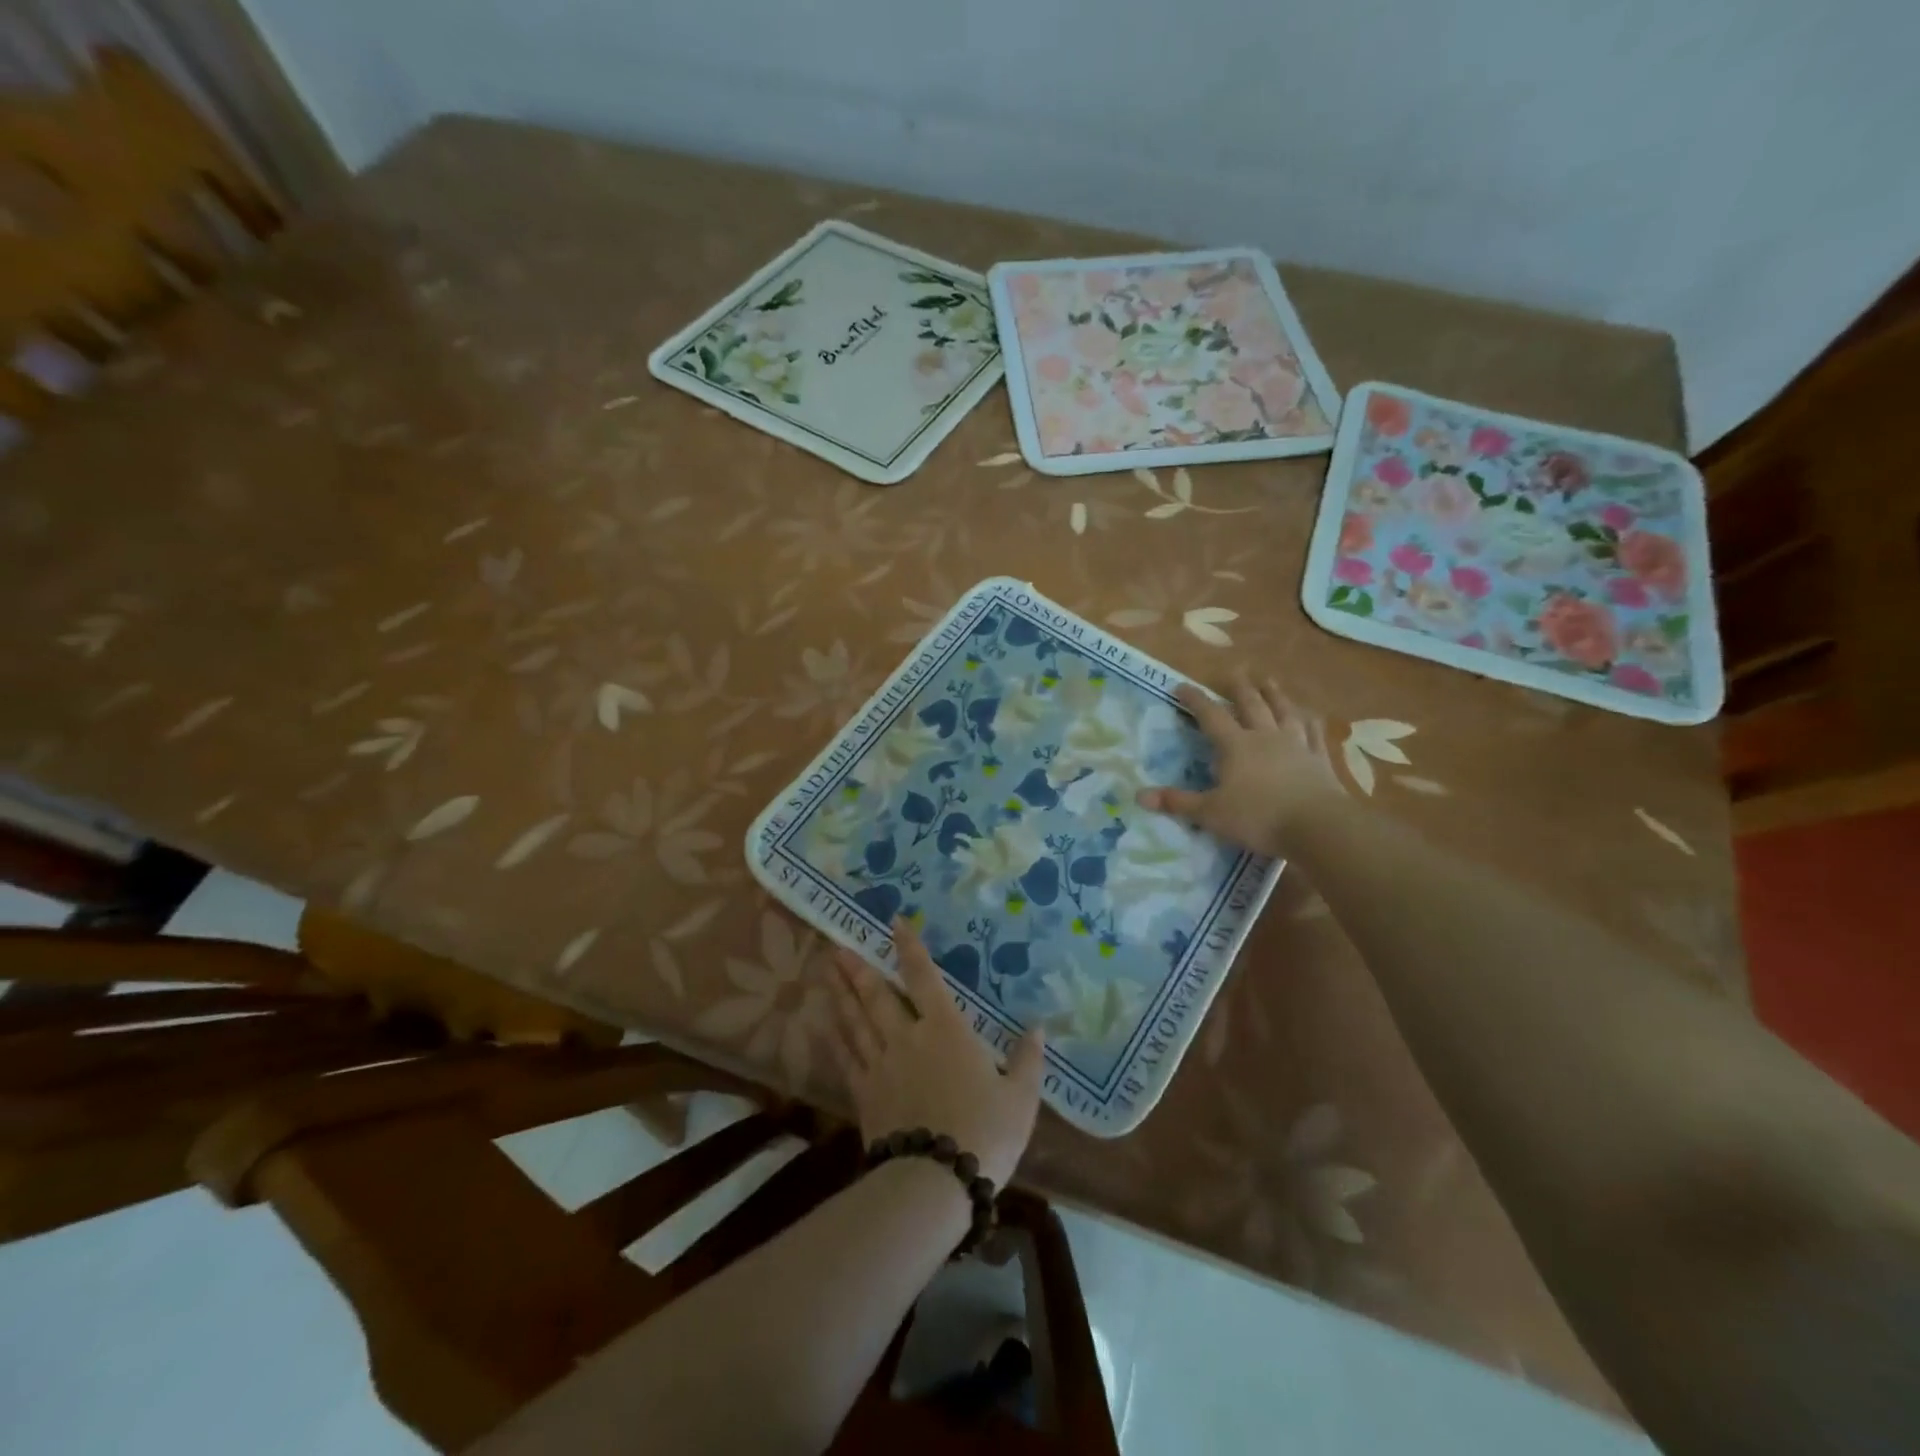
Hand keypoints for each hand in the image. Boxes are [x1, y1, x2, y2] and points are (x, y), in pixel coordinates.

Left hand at [826, 920, 1044, 1187]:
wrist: (935, 1182)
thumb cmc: (985, 1132)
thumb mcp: (1021, 1097)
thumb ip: (1028, 1059)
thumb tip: (1038, 1027)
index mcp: (945, 1029)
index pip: (923, 976)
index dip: (909, 947)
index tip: (895, 922)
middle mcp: (907, 1037)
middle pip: (877, 994)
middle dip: (858, 968)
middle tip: (837, 945)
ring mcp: (881, 1065)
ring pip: (855, 1020)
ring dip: (841, 994)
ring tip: (827, 971)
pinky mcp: (865, 1095)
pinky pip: (846, 1057)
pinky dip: (836, 1036)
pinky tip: (827, 1024)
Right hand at [1136, 667, 1343, 856]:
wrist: (1318, 826)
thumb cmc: (1258, 817)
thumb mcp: (1211, 813)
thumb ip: (1178, 802)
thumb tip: (1140, 796)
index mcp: (1236, 746)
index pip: (1211, 716)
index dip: (1195, 700)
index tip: (1182, 686)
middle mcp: (1265, 737)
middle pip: (1251, 705)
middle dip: (1239, 688)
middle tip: (1233, 672)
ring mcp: (1297, 745)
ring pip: (1284, 712)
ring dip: (1275, 695)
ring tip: (1269, 681)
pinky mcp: (1320, 759)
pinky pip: (1314, 733)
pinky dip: (1310, 721)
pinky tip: (1310, 715)